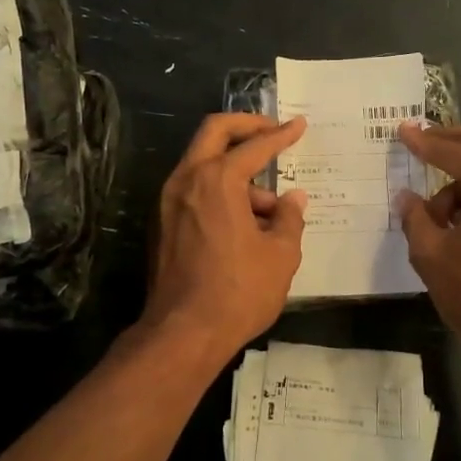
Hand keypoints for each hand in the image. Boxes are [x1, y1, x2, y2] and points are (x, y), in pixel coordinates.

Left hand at [143, 114, 308, 366]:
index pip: (254, 146)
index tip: (298, 125)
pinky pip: (193, 191)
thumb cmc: (238, 291)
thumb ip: (289, 218)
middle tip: (272, 133)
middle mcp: (186, 180)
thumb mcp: (280, 255)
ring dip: (235, 171)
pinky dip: (218, 192)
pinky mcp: (161, 224)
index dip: (281, 135)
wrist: (182, 334)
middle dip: (245, 127)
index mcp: (217, 180)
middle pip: (214, 133)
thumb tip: (293, 199)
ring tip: (269, 210)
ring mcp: (167, 201)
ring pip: (203, 164)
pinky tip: (244, 223)